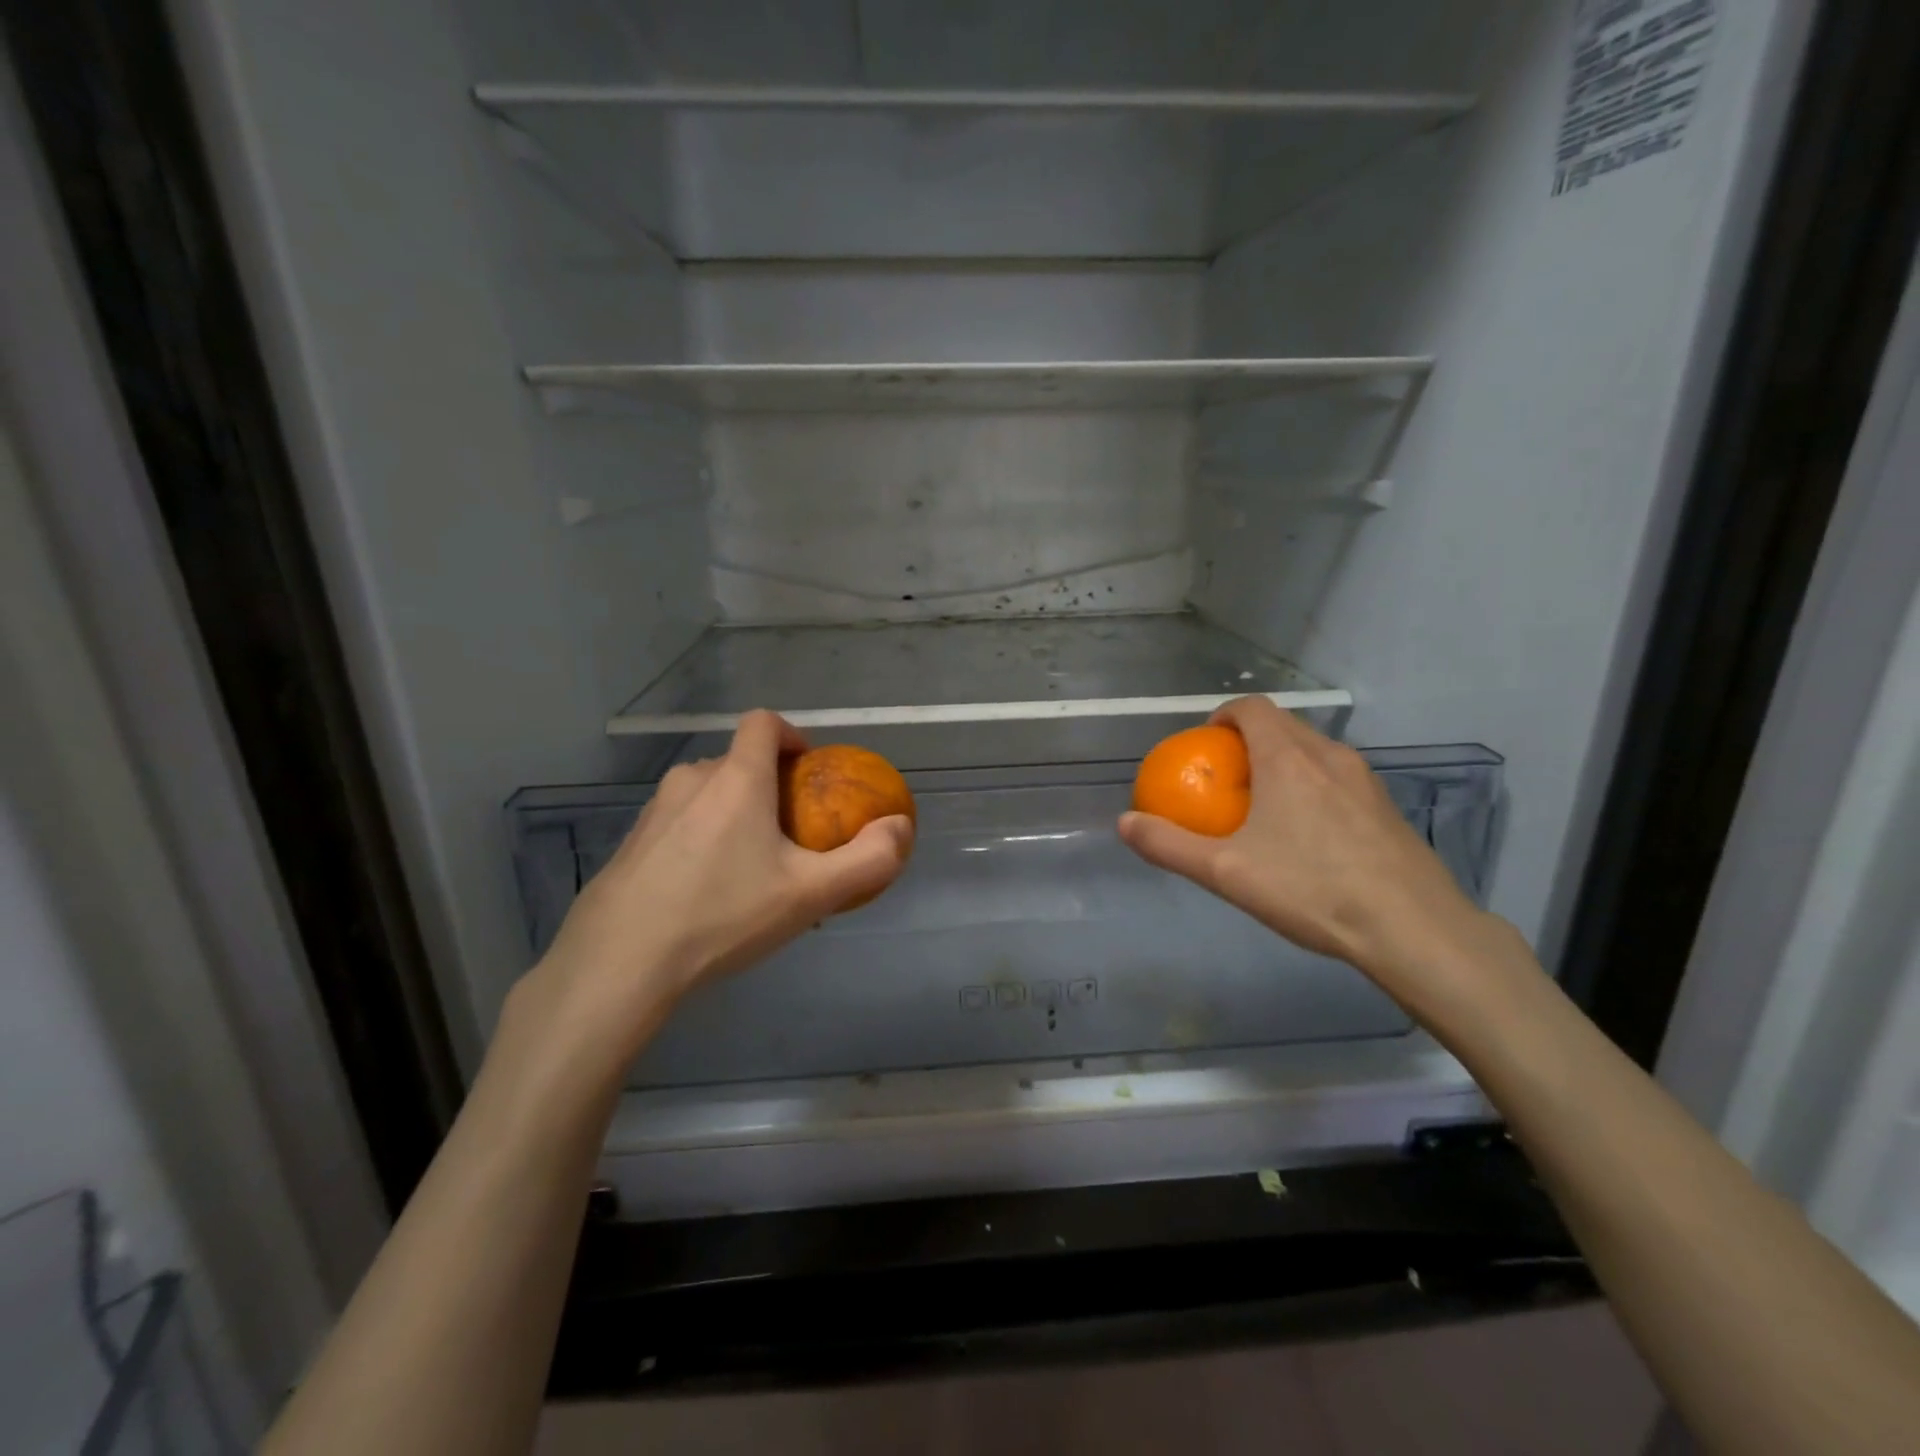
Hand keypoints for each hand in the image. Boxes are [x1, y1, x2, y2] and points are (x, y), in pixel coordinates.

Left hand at [510, 711, 913, 1075]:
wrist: (619, 964)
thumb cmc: (723, 916)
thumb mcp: (810, 895)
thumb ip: (868, 859)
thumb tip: (902, 827)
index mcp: (736, 779)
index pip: (764, 723)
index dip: (792, 736)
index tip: (809, 773)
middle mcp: (692, 781)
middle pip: (739, 762)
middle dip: (770, 787)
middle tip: (790, 838)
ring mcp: (653, 811)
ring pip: (707, 794)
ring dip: (734, 814)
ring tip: (750, 871)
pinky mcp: (629, 843)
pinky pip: (679, 825)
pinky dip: (701, 840)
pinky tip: (705, 895)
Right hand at [1118, 696, 1512, 1009]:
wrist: (1413, 928)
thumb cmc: (1312, 890)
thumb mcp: (1226, 873)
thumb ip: (1169, 845)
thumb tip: (1124, 823)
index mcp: (1288, 758)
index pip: (1252, 708)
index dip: (1223, 716)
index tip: (1205, 747)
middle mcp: (1329, 755)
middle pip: (1282, 726)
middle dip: (1248, 741)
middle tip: (1226, 782)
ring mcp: (1364, 780)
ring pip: (1312, 751)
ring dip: (1281, 763)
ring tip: (1264, 808)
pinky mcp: (1386, 807)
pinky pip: (1337, 778)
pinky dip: (1311, 786)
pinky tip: (1309, 838)